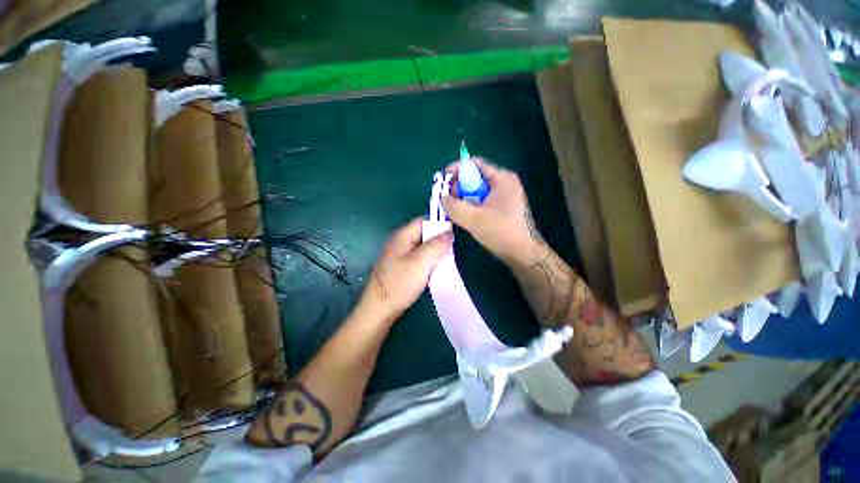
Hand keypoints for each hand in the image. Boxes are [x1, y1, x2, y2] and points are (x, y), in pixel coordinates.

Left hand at [361, 218, 453, 319]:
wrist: (380, 309)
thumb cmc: (399, 283)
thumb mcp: (421, 262)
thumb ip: (436, 245)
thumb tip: (449, 232)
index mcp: (402, 235)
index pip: (424, 220)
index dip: (440, 223)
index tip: (455, 233)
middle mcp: (400, 241)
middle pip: (424, 232)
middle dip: (439, 238)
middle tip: (454, 248)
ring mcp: (400, 254)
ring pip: (423, 246)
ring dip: (435, 250)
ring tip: (448, 257)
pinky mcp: (402, 265)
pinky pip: (419, 257)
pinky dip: (429, 259)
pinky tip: (437, 267)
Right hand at [441, 158, 545, 265]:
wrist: (523, 253)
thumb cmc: (501, 232)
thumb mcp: (474, 219)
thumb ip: (454, 206)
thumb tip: (443, 199)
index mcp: (502, 179)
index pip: (475, 164)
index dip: (456, 169)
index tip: (443, 180)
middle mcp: (505, 183)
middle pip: (475, 176)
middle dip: (459, 186)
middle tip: (448, 200)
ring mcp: (506, 195)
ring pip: (478, 190)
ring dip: (464, 198)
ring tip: (454, 210)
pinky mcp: (504, 207)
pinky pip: (483, 200)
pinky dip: (472, 205)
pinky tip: (465, 216)